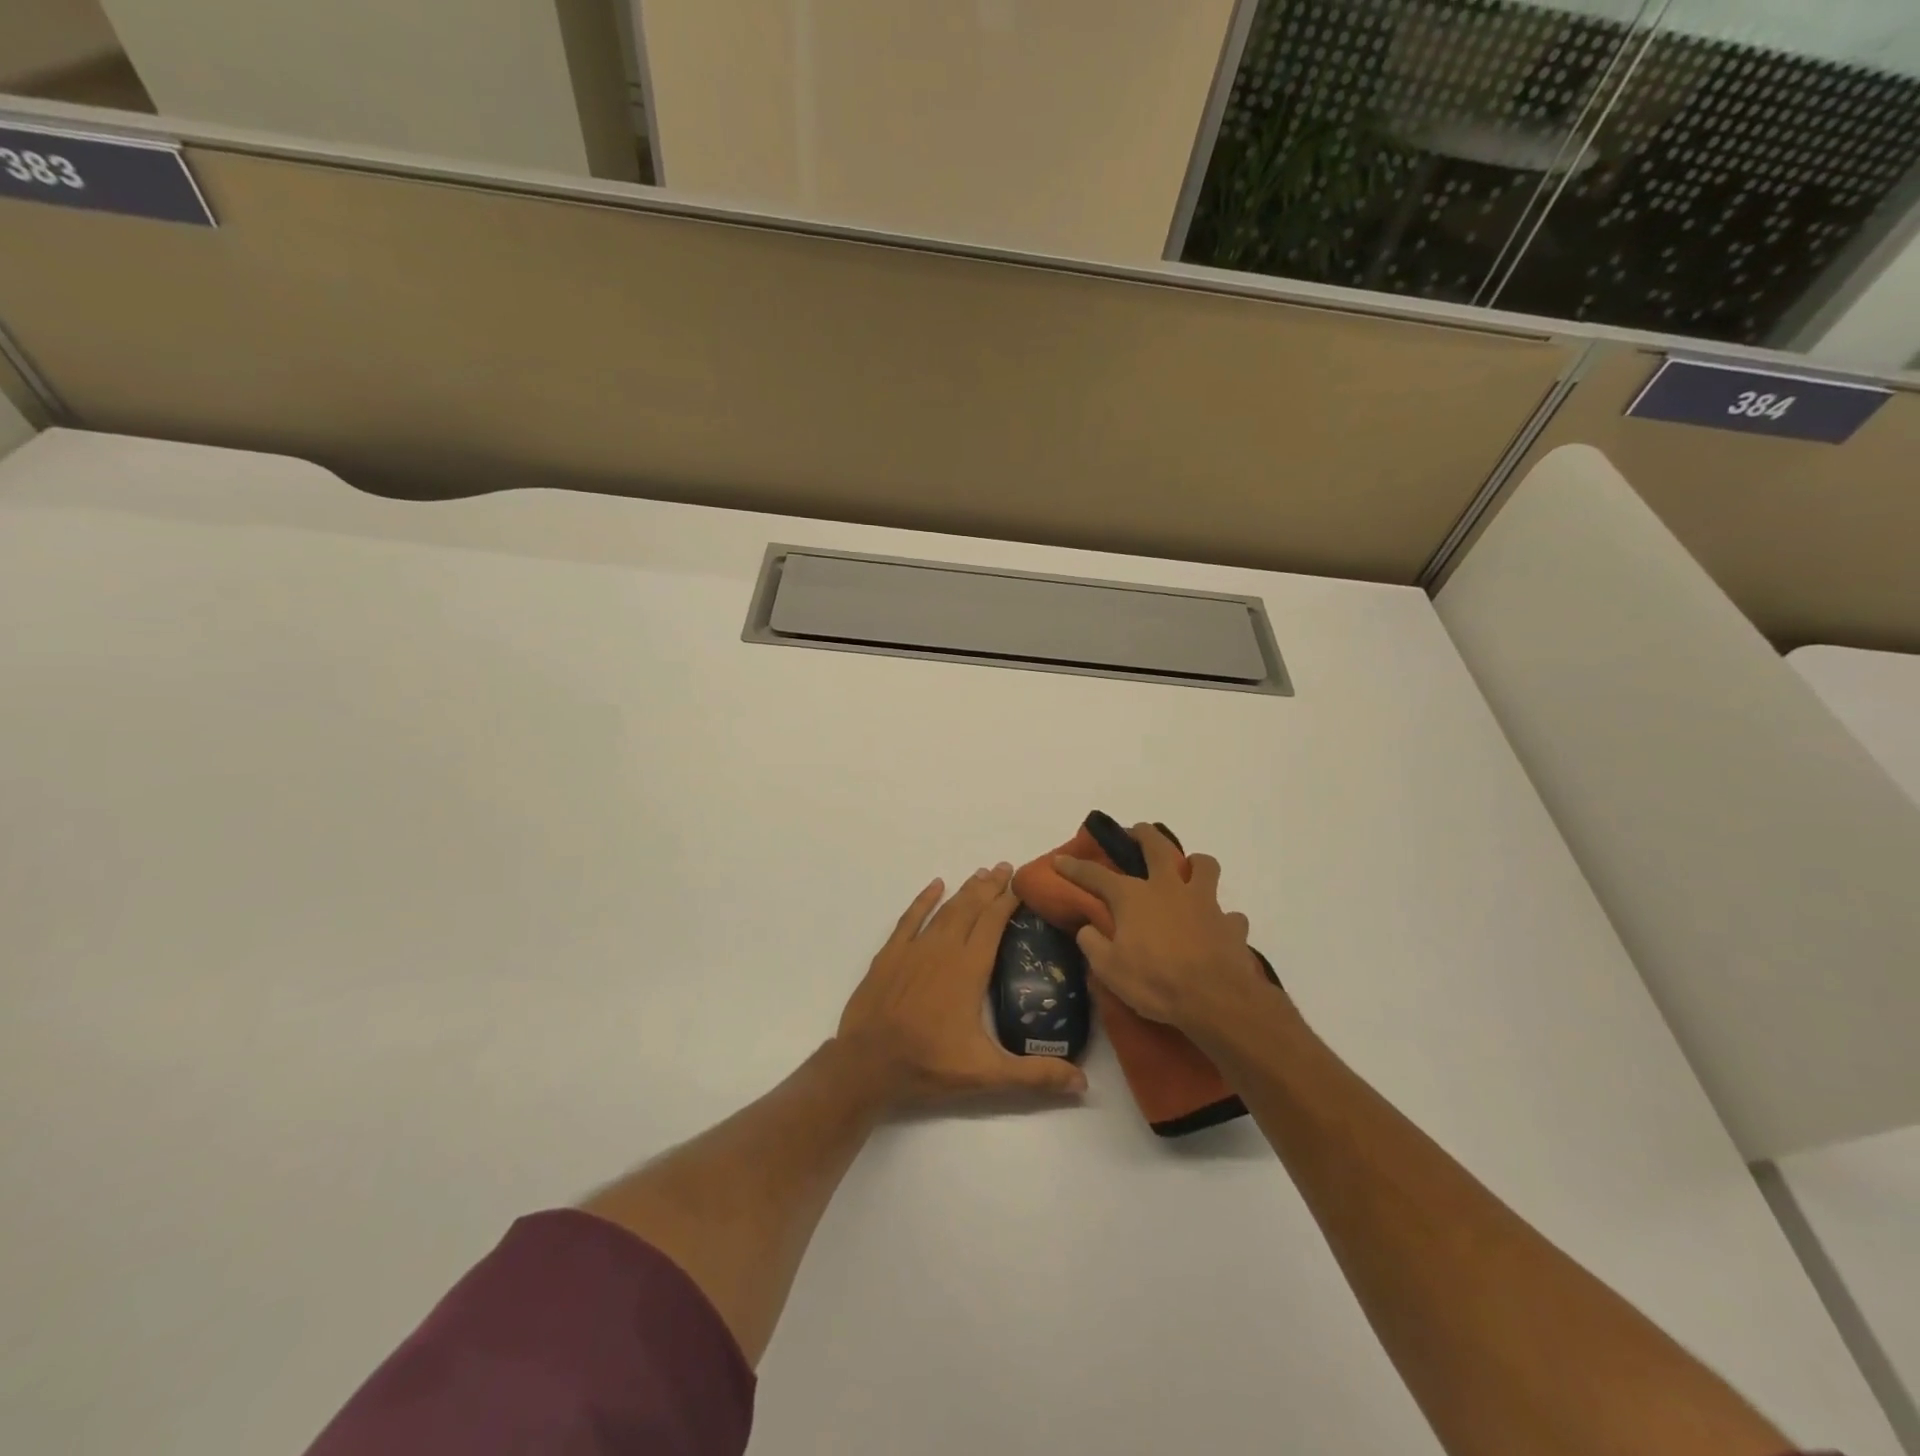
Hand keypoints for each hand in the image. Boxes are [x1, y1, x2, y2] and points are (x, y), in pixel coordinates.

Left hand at [837, 865, 1087, 1106]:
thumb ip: (1035, 1075)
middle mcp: (944, 949)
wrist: (866, 1064)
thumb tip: (1083, 1083)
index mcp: (969, 969)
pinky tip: (935, 886)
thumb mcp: (987, 1074)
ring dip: (965, 890)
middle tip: (1006, 867)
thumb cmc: (928, 1064)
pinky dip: (924, 900)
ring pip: (945, 909)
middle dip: (990, 886)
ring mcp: (914, 948)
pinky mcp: (889, 954)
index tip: (1022, 884)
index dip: (1008, 901)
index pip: (994, 923)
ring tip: (980, 873)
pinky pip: (910, 918)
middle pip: (971, 908)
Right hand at [1054, 824, 1270, 1038]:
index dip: (1074, 867)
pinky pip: (1228, 914)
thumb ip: (1093, 944)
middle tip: (1137, 831)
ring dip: (1196, 864)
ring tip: (1190, 871)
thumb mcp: (1109, 969)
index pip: (1095, 876)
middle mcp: (1168, 889)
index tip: (1060, 860)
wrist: (1216, 999)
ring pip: (1205, 866)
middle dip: (1143, 834)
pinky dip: (1222, 918)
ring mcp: (1204, 902)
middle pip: (1157, 846)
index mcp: (1133, 898)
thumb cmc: (1156, 982)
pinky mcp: (1230, 923)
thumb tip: (1088, 929)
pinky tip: (1217, 928)